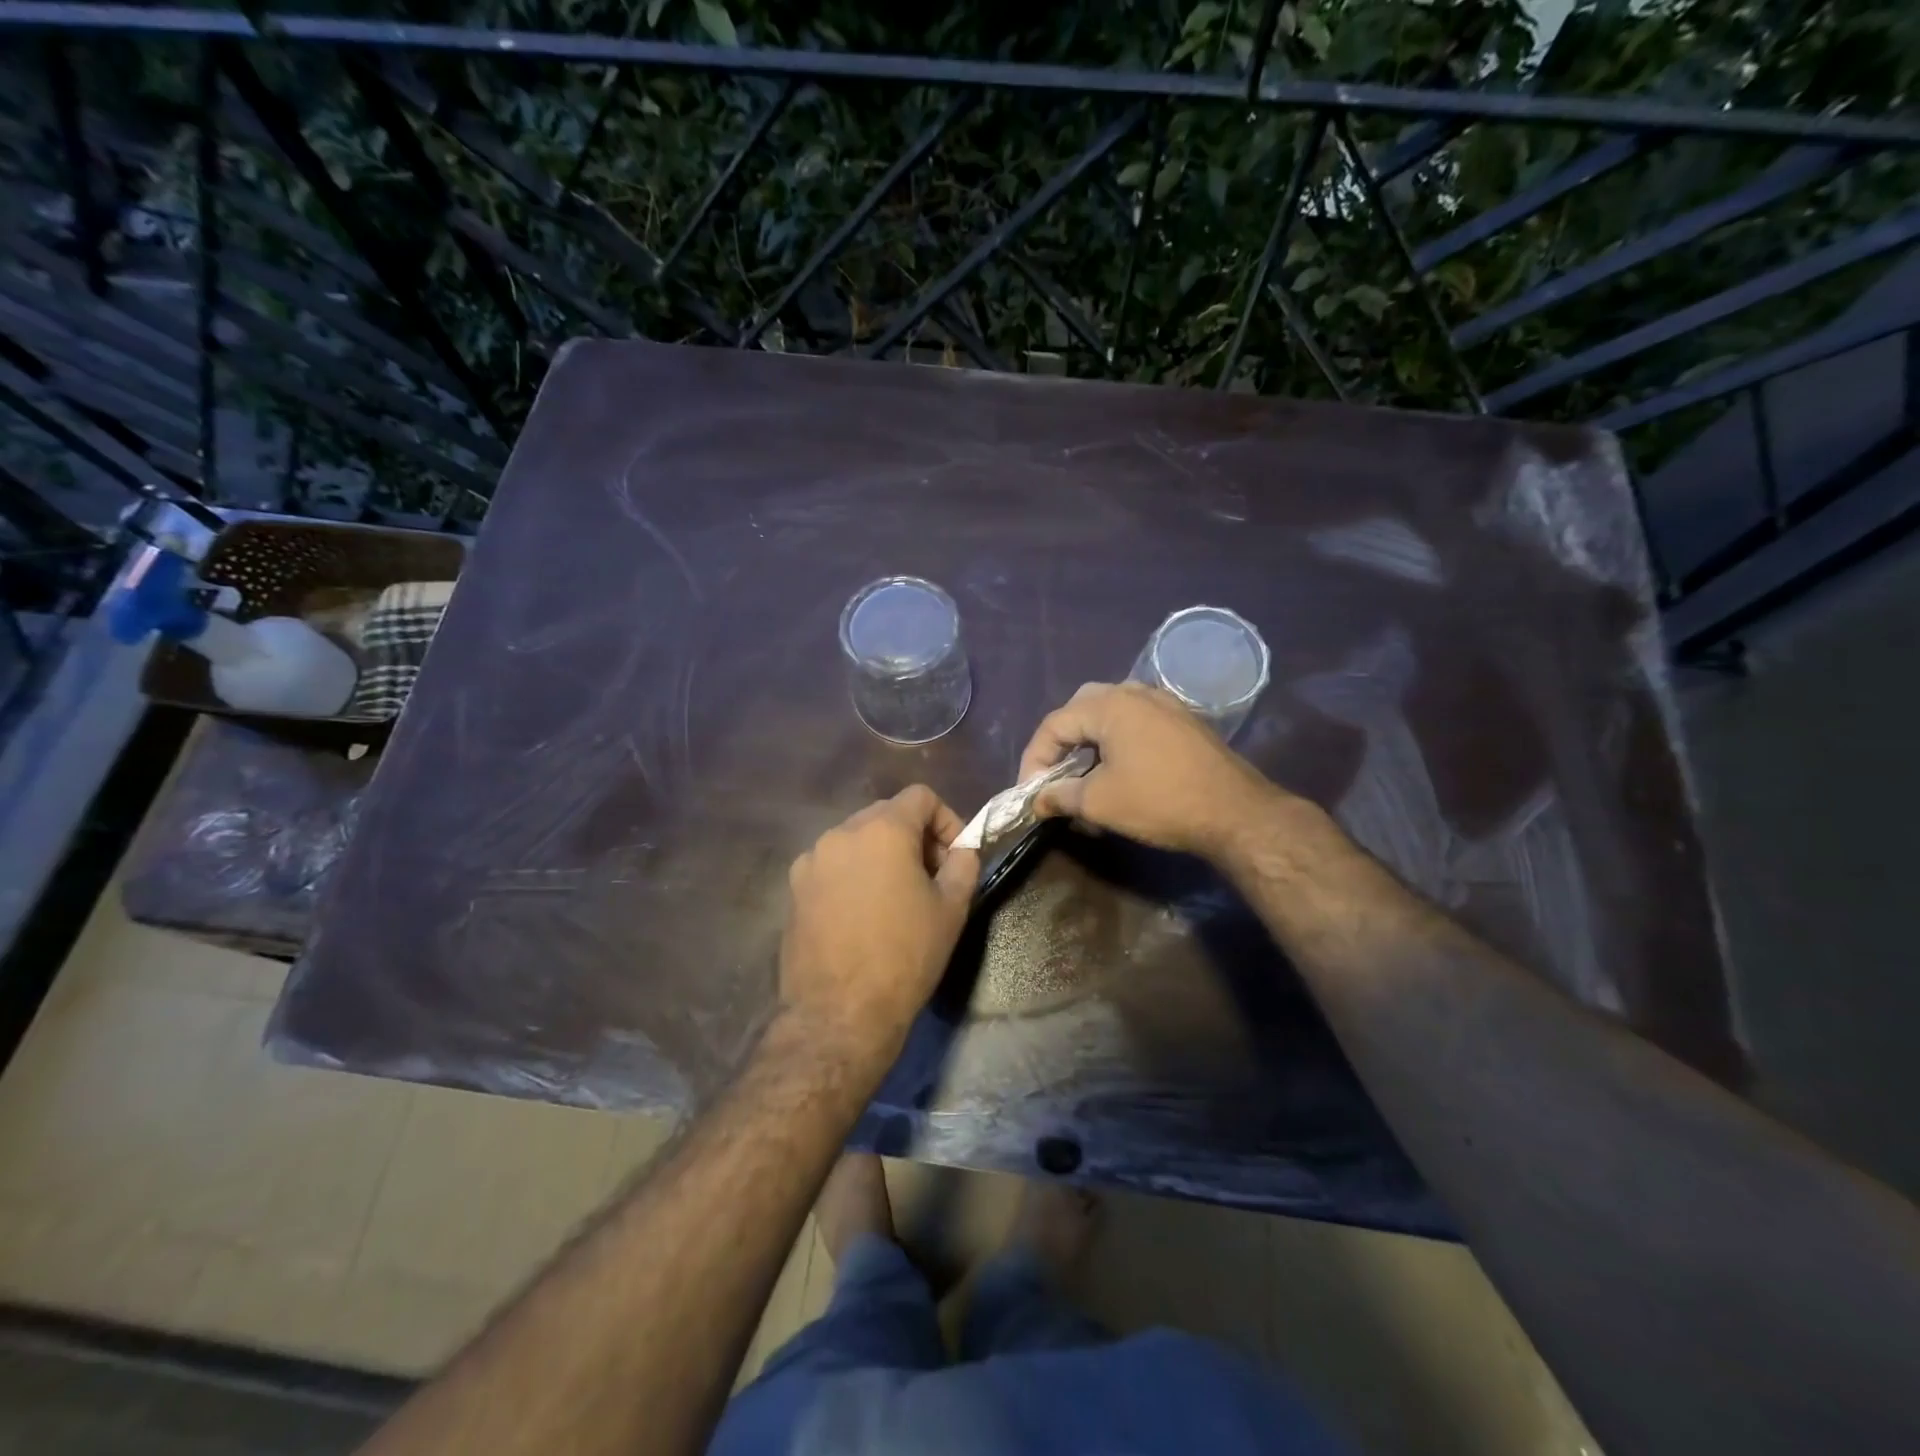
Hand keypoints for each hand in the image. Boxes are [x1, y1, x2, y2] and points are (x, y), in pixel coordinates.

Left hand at [778, 786, 980, 1060]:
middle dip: (914, 837)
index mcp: (882, 829)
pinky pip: (832, 865)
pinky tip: (862, 914)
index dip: (947, 820)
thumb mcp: (952, 909)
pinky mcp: (794, 888)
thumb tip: (962, 850)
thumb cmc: (904, 956)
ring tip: (895, 897)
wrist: (839, 1014)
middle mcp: (841, 833)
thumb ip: (963, 864)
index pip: (921, 796)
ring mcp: (811, 860)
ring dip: (882, 855)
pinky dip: (853, 874)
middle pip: (886, 814)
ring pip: (857, 839)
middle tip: (931, 878)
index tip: (954, 857)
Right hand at [1018, 681, 1291, 857]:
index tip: (1031, 792)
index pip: (1055, 724)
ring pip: (1111, 714)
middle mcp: (1135, 693)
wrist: (1235, 812)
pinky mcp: (1183, 721)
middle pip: (1081, 709)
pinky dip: (1117, 743)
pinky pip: (1137, 722)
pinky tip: (1120, 772)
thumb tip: (1037, 801)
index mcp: (1110, 705)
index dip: (1035, 758)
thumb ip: (1060, 796)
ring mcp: (1164, 704)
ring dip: (1090, 743)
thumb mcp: (1100, 802)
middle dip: (1061, 744)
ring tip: (1084, 777)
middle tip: (1054, 775)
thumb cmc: (1160, 801)